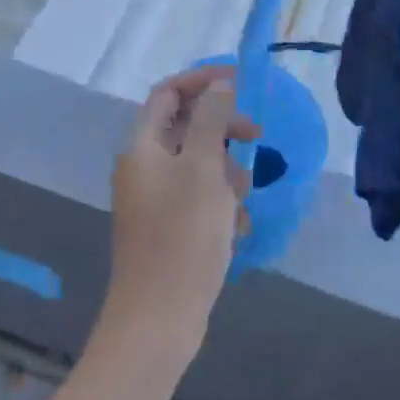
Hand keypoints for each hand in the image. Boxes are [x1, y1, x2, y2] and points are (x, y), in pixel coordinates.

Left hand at [104, 65, 259, 359]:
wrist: (158, 318)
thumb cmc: (183, 236)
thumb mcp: (204, 170)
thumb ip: (212, 121)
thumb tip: (219, 85)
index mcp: (142, 146)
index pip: (168, 94)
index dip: (202, 81)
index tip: (240, 83)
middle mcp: (143, 167)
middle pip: (184, 127)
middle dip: (222, 129)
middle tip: (257, 137)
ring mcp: (153, 200)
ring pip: (196, 164)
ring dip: (226, 170)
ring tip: (245, 195)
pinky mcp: (166, 228)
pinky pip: (197, 198)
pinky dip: (219, 202)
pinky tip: (238, 227)